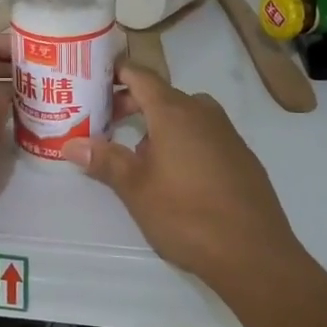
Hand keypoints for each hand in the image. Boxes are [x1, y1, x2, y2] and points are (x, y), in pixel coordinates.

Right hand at [65, 65, 300, 280]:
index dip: (116, 73)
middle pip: (161, 95)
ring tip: (135, 156)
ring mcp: (227, 134)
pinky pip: (204, 135)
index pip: (141, 75)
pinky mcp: (241, 157)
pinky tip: (174, 176)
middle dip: (131, 105)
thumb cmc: (187, 215)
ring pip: (184, 116)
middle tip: (103, 124)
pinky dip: (182, 141)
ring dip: (157, 126)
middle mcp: (203, 113)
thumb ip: (105, 161)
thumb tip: (71, 144)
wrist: (254, 253)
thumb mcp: (136, 189)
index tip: (93, 78)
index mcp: (174, 112)